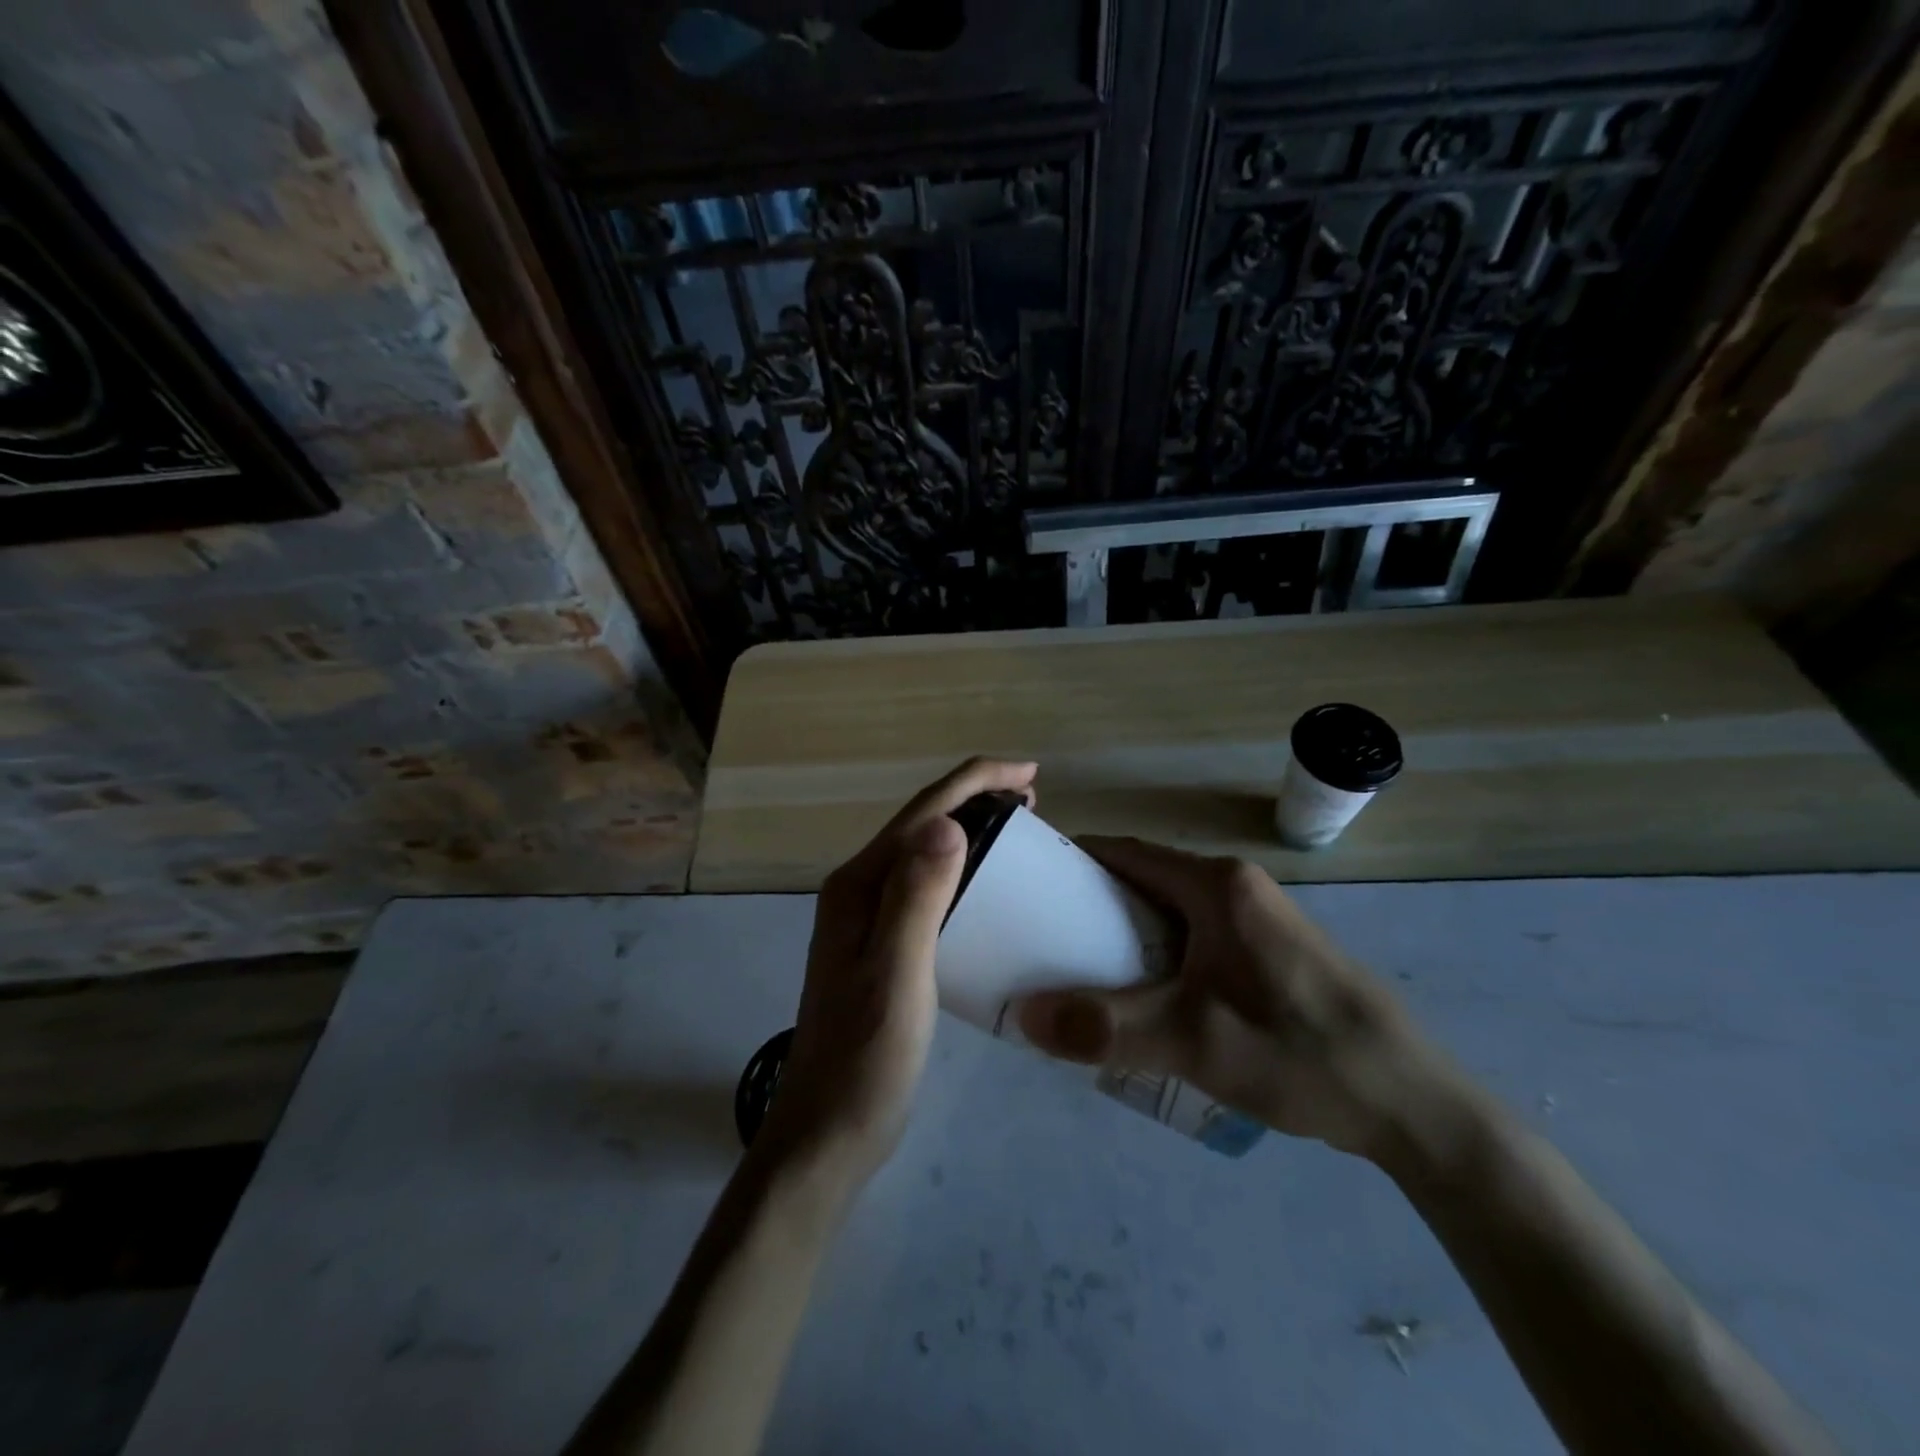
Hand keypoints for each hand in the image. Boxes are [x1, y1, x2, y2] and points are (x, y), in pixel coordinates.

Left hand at [758, 758, 1039, 1189]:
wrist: (828, 1132)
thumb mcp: (896, 975)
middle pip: (922, 823)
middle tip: (1034, 802)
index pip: (922, 812)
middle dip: (976, 799)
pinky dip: (962, 869)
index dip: (976, 782)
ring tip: (1018, 830)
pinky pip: (927, 885)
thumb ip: (916, 898)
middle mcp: (858, 890)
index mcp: (858, 886)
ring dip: (970, 829)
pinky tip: (987, 886)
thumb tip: (947, 822)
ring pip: (924, 852)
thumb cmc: (866, 1059)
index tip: (1031, 774)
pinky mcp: (882, 944)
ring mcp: (867, 918)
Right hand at [1018, 839, 1450, 1160]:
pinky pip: (1198, 935)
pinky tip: (1147, 998)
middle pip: (1145, 880)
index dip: (1073, 863)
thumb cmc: (1298, 1052)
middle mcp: (1238, 887)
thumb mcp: (1192, 1042)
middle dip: (1093, 905)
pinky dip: (1161, 953)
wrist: (1413, 1104)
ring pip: (1172, 911)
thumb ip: (1103, 1027)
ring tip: (1084, 973)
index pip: (1125, 853)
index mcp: (1217, 885)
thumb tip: (1022, 1017)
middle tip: (1046, 943)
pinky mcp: (1273, 950)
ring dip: (1127, 934)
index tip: (1029, 889)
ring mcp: (1260, 918)